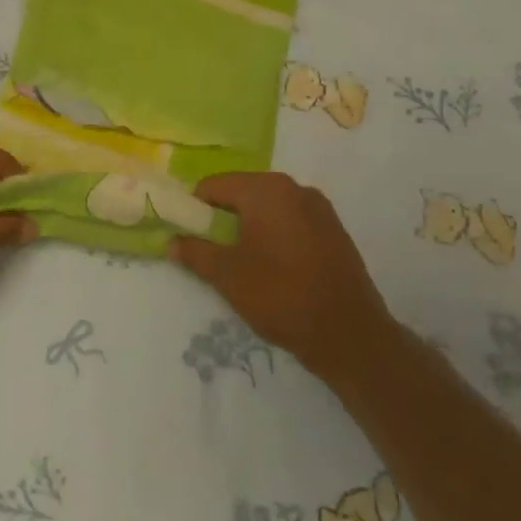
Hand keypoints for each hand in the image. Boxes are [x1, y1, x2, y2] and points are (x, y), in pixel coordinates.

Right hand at [171, 172, 394, 385]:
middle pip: (243, 193)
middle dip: (224, 217)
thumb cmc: (280, 295)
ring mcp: (319, 208)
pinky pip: (292, 221)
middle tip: (212, 251)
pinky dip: (276, 235)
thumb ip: (195, 253)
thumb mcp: (227, 276)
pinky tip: (274, 267)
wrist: (349, 334)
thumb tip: (171, 241)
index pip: (214, 186)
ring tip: (242, 262)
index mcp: (265, 189)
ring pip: (269, 208)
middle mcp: (294, 188)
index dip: (195, 208)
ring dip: (251, 227)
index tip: (187, 235)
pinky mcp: (335, 230)